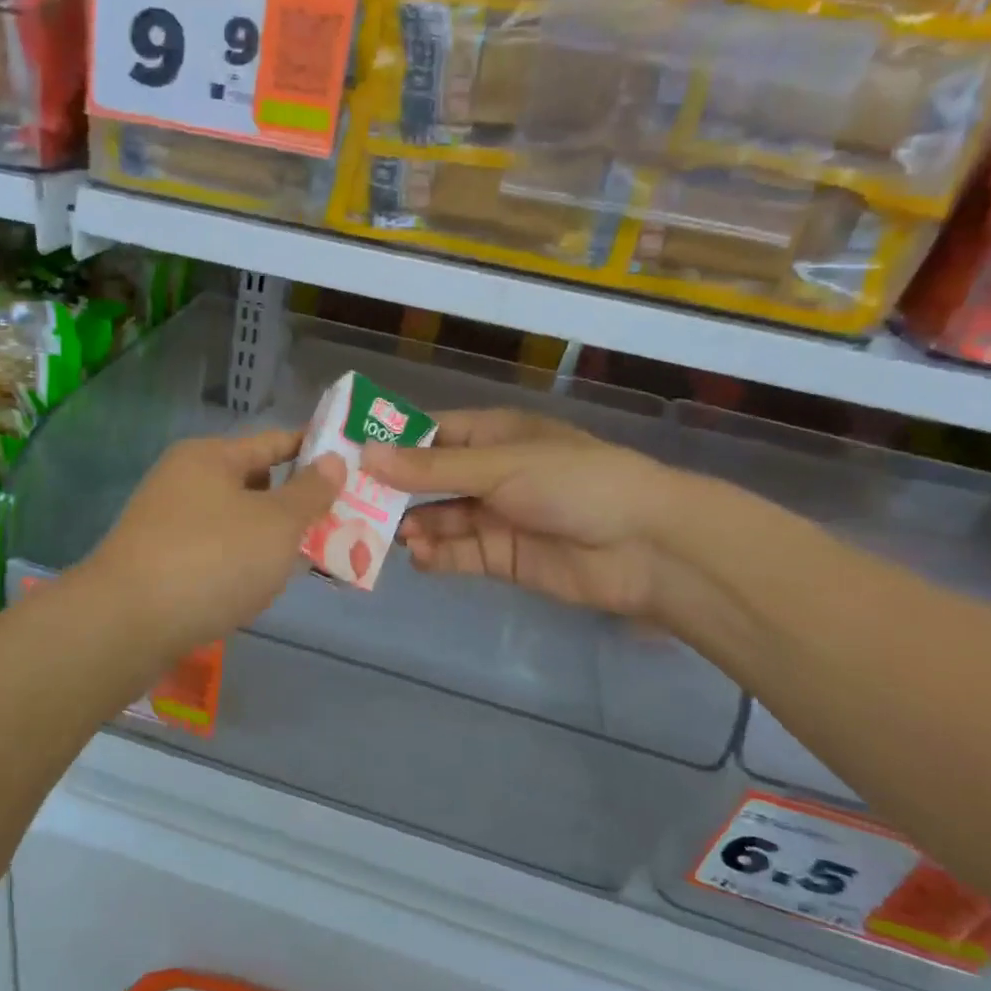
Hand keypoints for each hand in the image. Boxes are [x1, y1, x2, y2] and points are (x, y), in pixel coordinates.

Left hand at [84, 428, 344, 655]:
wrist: (127, 624)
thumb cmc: (213, 559)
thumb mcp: (277, 523)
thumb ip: (311, 492)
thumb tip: (333, 460)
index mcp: (210, 457)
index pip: (274, 442)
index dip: (314, 451)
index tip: (353, 465)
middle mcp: (183, 481)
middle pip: (254, 484)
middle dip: (295, 505)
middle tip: (338, 525)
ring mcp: (167, 524)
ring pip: (235, 523)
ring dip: (269, 540)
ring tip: (308, 562)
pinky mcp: (158, 564)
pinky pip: (214, 554)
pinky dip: (241, 565)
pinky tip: (260, 589)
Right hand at [361, 408, 678, 616]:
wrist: (644, 546)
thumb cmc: (573, 483)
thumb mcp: (498, 466)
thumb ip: (432, 468)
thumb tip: (366, 455)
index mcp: (492, 435)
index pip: (430, 433)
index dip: (390, 442)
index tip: (345, 453)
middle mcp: (489, 473)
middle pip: (428, 479)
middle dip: (393, 491)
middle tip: (349, 503)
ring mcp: (495, 516)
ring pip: (439, 518)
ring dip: (413, 525)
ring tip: (382, 535)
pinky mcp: (502, 556)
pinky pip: (459, 553)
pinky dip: (437, 555)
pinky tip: (419, 557)